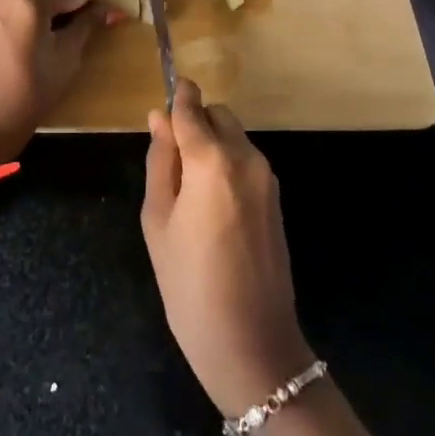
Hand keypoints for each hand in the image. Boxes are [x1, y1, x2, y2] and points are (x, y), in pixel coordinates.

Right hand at [141, 79, 315, 416]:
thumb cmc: (190, 284)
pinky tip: (211, 207)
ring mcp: (267, 179)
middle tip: (170, 163)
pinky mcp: (276, 199)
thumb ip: (160, 160)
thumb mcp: (157, 220)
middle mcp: (246, 158)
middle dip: (194, 124)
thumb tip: (159, 117)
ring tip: (188, 192)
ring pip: (234, 137)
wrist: (253, 346)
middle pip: (218, 116)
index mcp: (212, 160)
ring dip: (211, 145)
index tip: (165, 90)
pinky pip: (246, 162)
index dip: (177, 96)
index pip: (192, 108)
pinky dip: (226, 165)